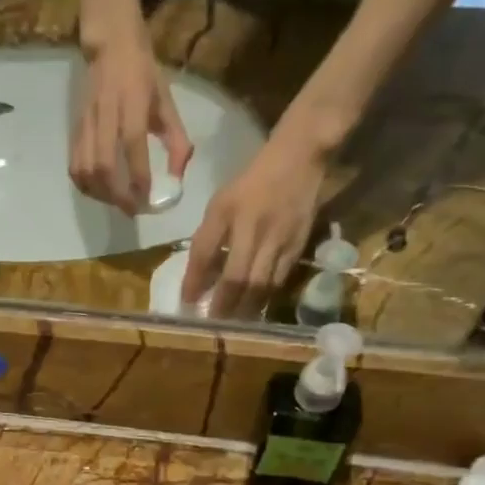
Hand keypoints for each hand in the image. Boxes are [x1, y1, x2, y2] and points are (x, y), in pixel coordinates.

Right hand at [70, 31, 192, 213]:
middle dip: (118, 194)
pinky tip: (100, 192)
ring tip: (118, 202)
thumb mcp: (167, 102)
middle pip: (103, 165)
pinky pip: (74, 166)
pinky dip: (86, 186)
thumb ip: (176, 140)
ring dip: (101, 194)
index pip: (132, 143)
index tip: (148, 198)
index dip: (139, 175)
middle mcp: (106, 113)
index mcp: (132, 101)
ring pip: (85, 169)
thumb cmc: (144, 74)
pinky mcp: (75, 130)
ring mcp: (86, 122)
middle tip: (133, 209)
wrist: (110, 45)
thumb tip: (177, 179)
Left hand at [183, 135, 325, 318]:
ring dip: (245, 308)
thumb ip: (208, 237)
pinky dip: (265, 298)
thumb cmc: (251, 183)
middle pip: (237, 278)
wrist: (299, 159)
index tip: (186, 302)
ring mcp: (280, 239)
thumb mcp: (221, 203)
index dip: (194, 280)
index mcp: (229, 212)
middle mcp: (254, 228)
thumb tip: (198, 277)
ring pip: (260, 285)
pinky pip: (279, 280)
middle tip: (212, 324)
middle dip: (223, 305)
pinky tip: (255, 309)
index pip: (205, 252)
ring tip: (232, 325)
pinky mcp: (298, 246)